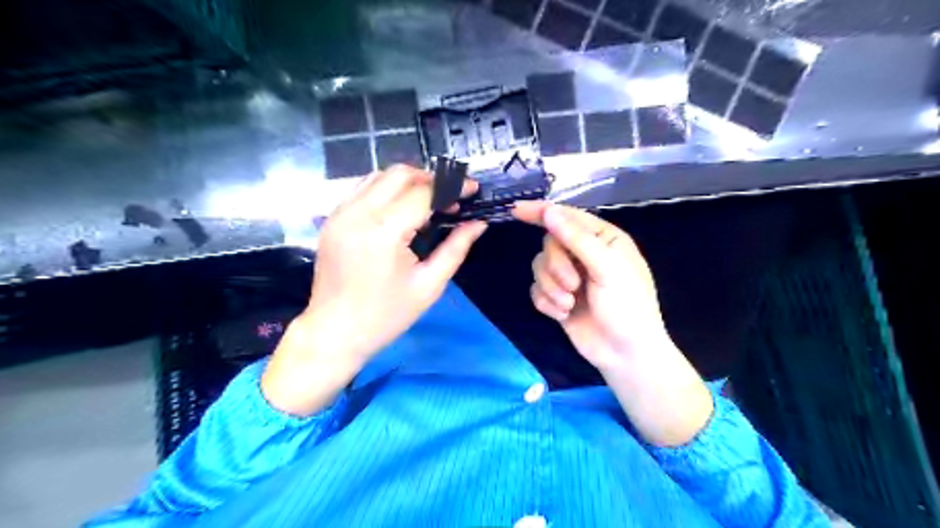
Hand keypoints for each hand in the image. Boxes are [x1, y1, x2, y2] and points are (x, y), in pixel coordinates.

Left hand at [263, 164, 484, 417]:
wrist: (334, 332)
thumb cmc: (386, 315)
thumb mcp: (429, 285)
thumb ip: (455, 249)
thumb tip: (478, 223)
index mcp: (384, 232)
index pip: (424, 192)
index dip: (452, 187)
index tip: (472, 190)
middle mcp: (358, 213)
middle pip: (400, 174)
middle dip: (431, 179)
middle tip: (450, 198)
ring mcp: (340, 213)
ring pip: (379, 175)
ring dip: (408, 181)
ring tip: (429, 201)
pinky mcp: (332, 219)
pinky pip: (362, 188)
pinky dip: (386, 189)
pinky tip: (400, 208)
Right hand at [514, 200, 711, 446]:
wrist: (625, 355)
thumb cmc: (627, 307)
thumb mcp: (607, 268)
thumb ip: (576, 238)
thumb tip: (548, 210)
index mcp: (603, 239)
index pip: (567, 217)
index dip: (541, 212)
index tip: (516, 210)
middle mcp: (584, 254)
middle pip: (549, 244)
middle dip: (556, 266)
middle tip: (573, 285)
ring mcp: (569, 277)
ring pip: (539, 267)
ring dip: (551, 287)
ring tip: (569, 304)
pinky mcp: (558, 298)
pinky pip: (536, 289)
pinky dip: (546, 302)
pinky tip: (563, 314)